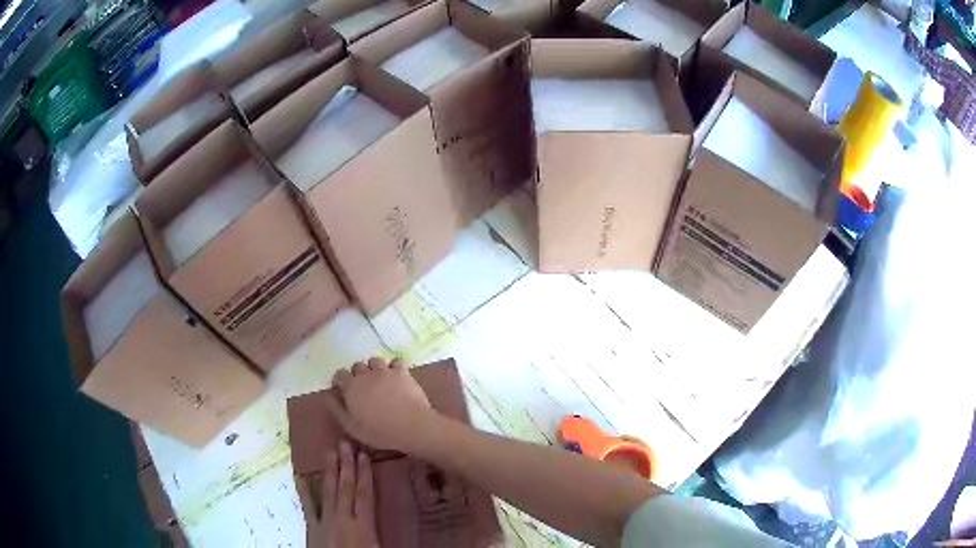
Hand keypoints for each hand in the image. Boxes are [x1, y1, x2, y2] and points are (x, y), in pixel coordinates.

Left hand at [298, 441, 378, 547]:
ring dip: (329, 472)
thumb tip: (412, 529)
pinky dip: (304, 491)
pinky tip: (300, 476)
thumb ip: (387, 536)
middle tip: (345, 443)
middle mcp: (343, 518)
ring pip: (328, 492)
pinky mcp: (312, 527)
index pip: (365, 495)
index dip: (365, 475)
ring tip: (329, 452)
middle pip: (346, 488)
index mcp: (363, 525)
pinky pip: (308, 506)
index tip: (364, 455)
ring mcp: (325, 521)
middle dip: (346, 466)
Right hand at [325, 357, 434, 453]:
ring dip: (374, 369)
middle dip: (358, 375)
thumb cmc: (378, 431)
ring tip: (379, 382)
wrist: (411, 426)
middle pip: (357, 367)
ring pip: (375, 362)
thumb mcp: (351, 426)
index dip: (340, 381)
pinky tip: (396, 377)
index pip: (339, 375)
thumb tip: (327, 395)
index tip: (343, 390)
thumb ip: (336, 409)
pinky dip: (394, 368)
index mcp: (351, 386)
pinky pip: (396, 362)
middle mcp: (366, 373)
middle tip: (363, 389)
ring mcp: (385, 371)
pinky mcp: (402, 372)